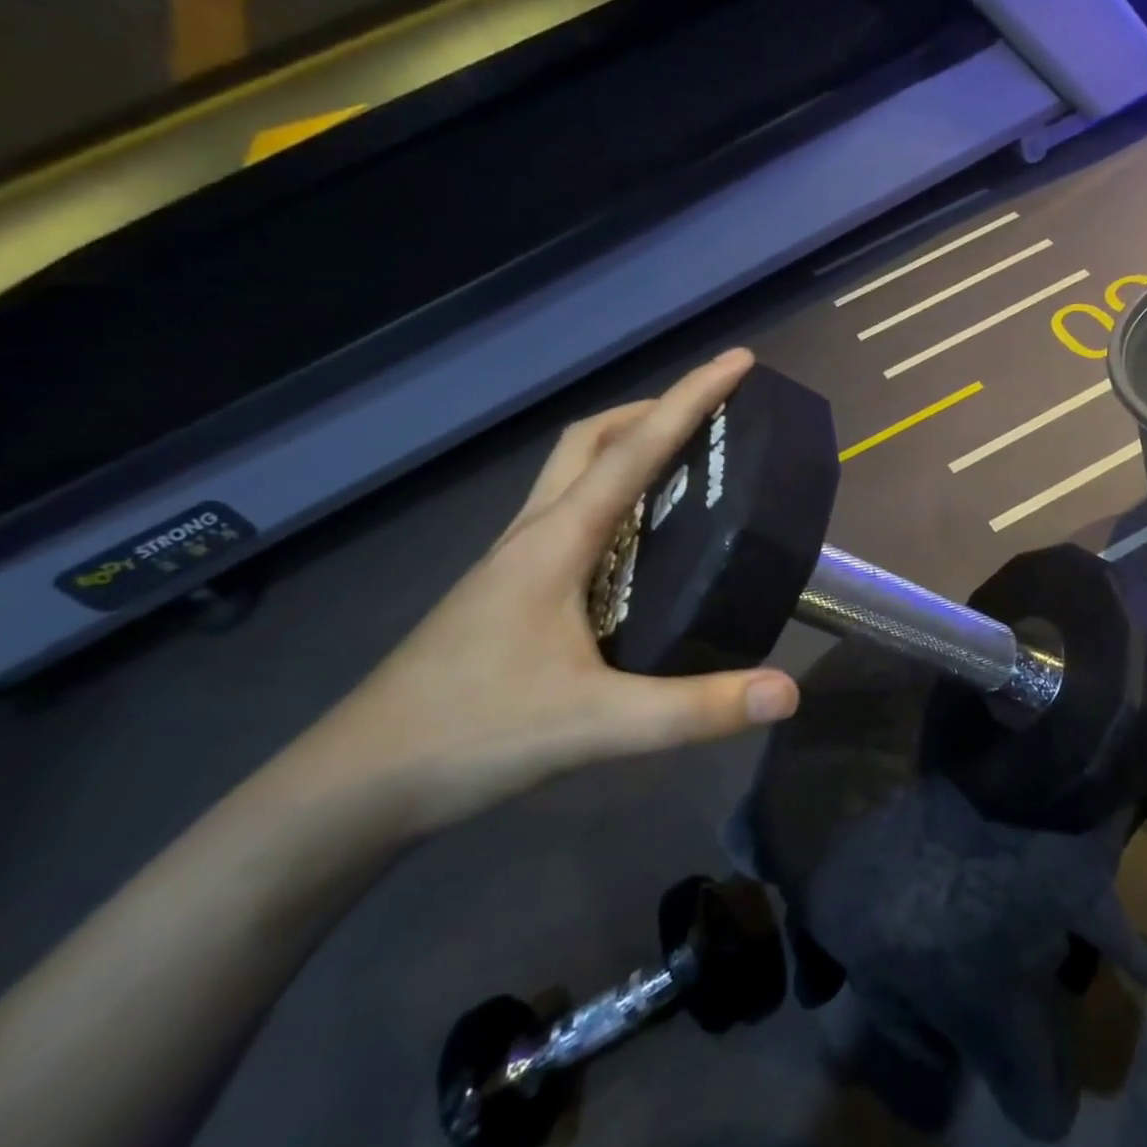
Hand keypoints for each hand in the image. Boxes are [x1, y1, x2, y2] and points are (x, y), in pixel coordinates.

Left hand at [306, 349, 799, 832]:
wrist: (357, 784)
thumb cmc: (472, 736)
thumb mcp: (597, 725)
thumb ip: (696, 709)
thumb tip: (789, 691)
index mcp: (557, 540)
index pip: (634, 449)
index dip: (691, 398)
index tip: (739, 362)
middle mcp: (533, 533)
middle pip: (590, 440)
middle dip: (652, 410)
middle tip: (710, 415)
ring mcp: (512, 560)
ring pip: (573, 474)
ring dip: (626, 448)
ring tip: (683, 466)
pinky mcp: (506, 589)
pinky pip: (567, 514)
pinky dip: (610, 497)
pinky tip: (636, 542)